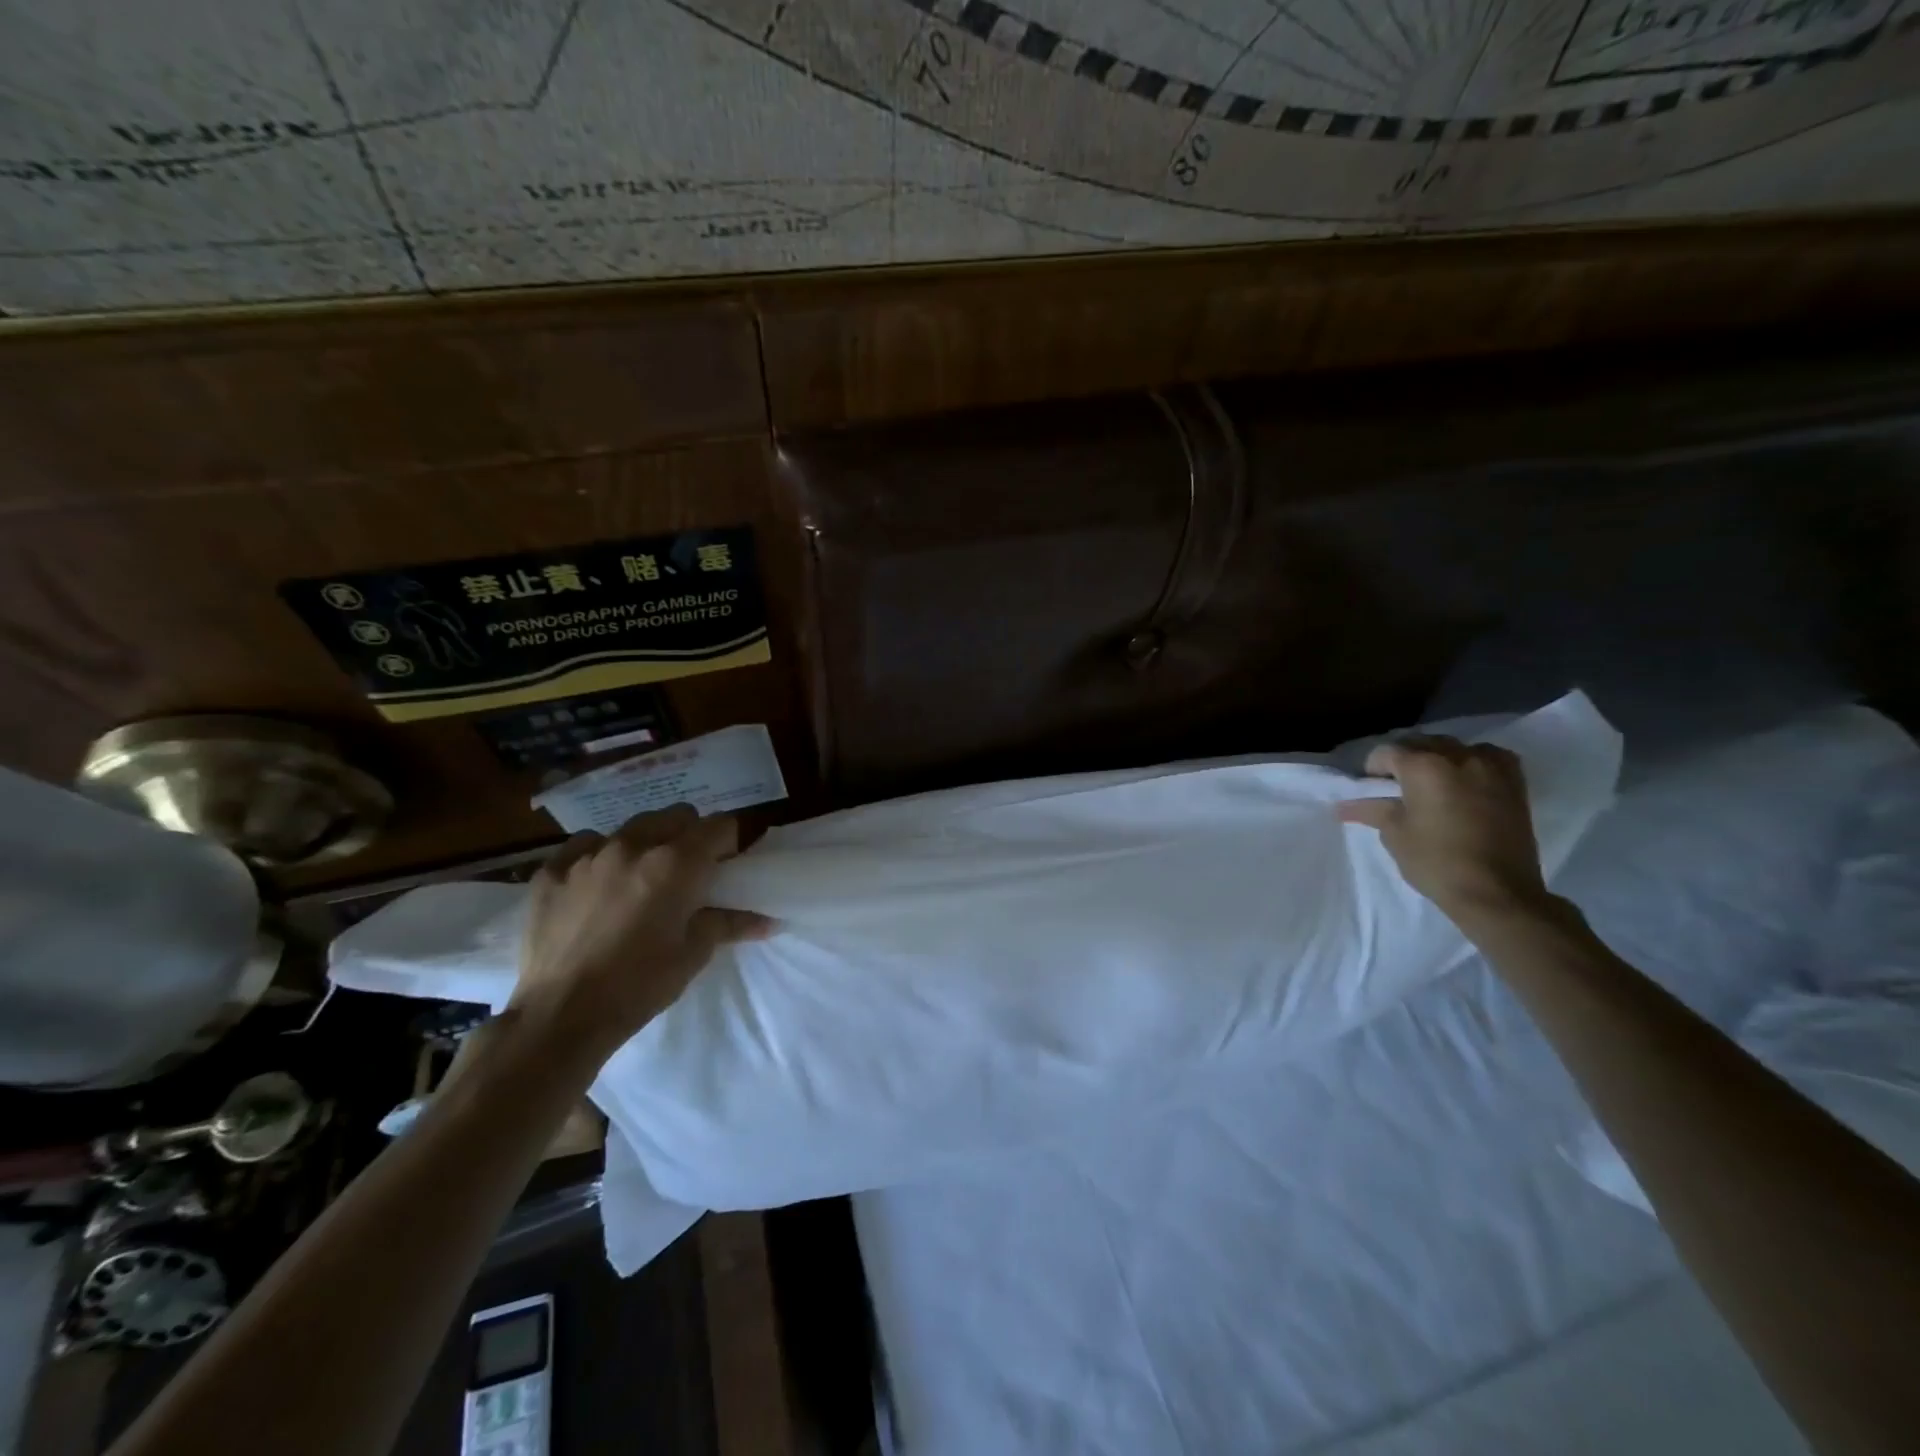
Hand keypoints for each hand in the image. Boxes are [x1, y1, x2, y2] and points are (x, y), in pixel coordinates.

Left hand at [513, 804, 772, 1056]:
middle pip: (676, 816)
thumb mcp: (694, 954)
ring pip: (631, 828)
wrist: (562, 1016)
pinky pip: (585, 846)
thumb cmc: (640, 986)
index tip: (725, 866)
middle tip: (687, 872)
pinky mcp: (552, 871)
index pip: (720, 826)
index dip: (728, 843)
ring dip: (646, 844)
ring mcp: (589, 855)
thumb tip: (768, 919)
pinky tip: (597, 886)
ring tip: (640, 880)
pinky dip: (599, 857)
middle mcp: (634, 846)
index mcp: (677, 864)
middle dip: (689, 836)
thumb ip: (730, 923)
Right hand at [1336, 735, 1553, 927]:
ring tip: (1432, 783)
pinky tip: (1466, 781)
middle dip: (1404, 759)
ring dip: (1437, 757)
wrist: (1497, 892)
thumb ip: (1372, 810)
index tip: (1372, 790)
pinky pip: (1488, 756)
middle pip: (1420, 742)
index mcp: (1423, 766)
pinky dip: (1472, 761)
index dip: (1373, 769)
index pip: (1386, 752)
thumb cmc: (1436, 862)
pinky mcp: (1515, 782)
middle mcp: (1457, 756)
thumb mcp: (1395, 834)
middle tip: (1397, 787)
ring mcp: (1491, 766)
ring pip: (1454, 746)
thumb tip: (1342, 806)